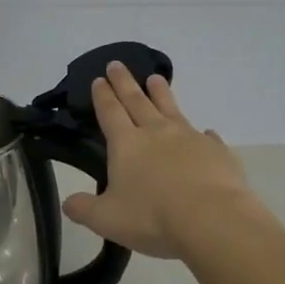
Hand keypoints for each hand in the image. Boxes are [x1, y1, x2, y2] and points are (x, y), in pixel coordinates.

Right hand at [62, 62, 263, 260]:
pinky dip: (203, 134)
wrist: (212, 219)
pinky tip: (206, 132)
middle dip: (125, 82)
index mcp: (126, 144)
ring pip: (171, 109)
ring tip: (156, 78)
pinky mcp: (217, 151)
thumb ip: (84, 209)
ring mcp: (189, 138)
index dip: (103, 96)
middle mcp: (156, 133)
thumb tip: (67, 203)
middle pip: (137, 101)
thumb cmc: (152, 217)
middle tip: (117, 64)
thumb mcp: (107, 219)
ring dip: (161, 93)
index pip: (110, 112)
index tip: (98, 79)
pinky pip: (207, 137)